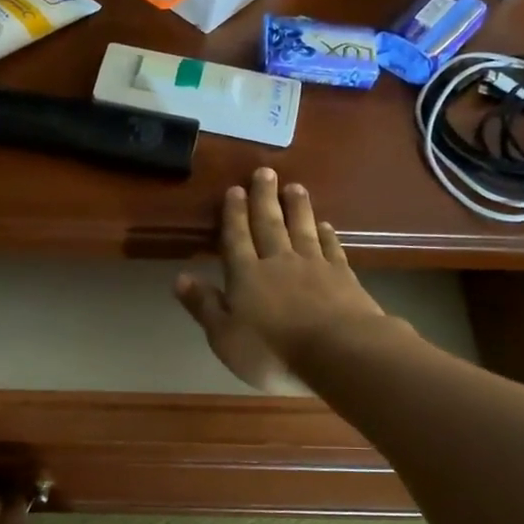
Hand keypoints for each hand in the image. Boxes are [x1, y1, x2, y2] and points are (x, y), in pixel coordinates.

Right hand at [175, 167, 389, 393]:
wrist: (338, 351)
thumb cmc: (272, 350)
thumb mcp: (224, 336)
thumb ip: (204, 305)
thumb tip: (180, 278)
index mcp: (246, 276)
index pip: (236, 238)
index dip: (234, 215)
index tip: (235, 189)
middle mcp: (278, 262)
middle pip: (269, 224)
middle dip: (264, 198)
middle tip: (265, 172)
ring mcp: (314, 266)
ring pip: (302, 229)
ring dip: (297, 207)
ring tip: (295, 187)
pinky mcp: (343, 276)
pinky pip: (331, 248)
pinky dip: (327, 234)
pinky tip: (325, 224)